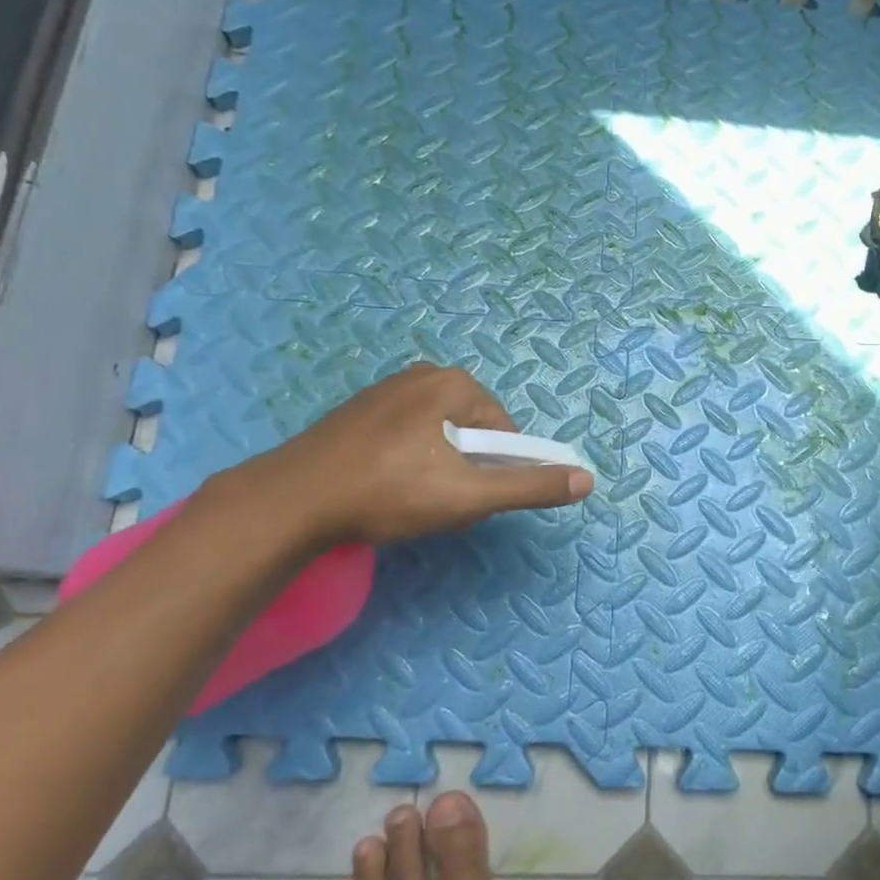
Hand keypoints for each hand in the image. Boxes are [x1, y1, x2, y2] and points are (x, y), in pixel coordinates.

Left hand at [233, 364, 593, 548]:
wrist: (291, 500)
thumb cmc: (389, 491)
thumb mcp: (469, 495)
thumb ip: (530, 486)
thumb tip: (587, 480)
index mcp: (453, 383)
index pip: (503, 430)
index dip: (497, 470)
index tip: (472, 500)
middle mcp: (422, 375)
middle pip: (472, 432)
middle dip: (467, 471)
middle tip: (441, 504)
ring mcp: (385, 391)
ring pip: (439, 437)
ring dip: (439, 470)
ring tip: (411, 502)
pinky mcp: (358, 412)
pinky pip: (406, 436)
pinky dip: (408, 463)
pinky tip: (386, 490)